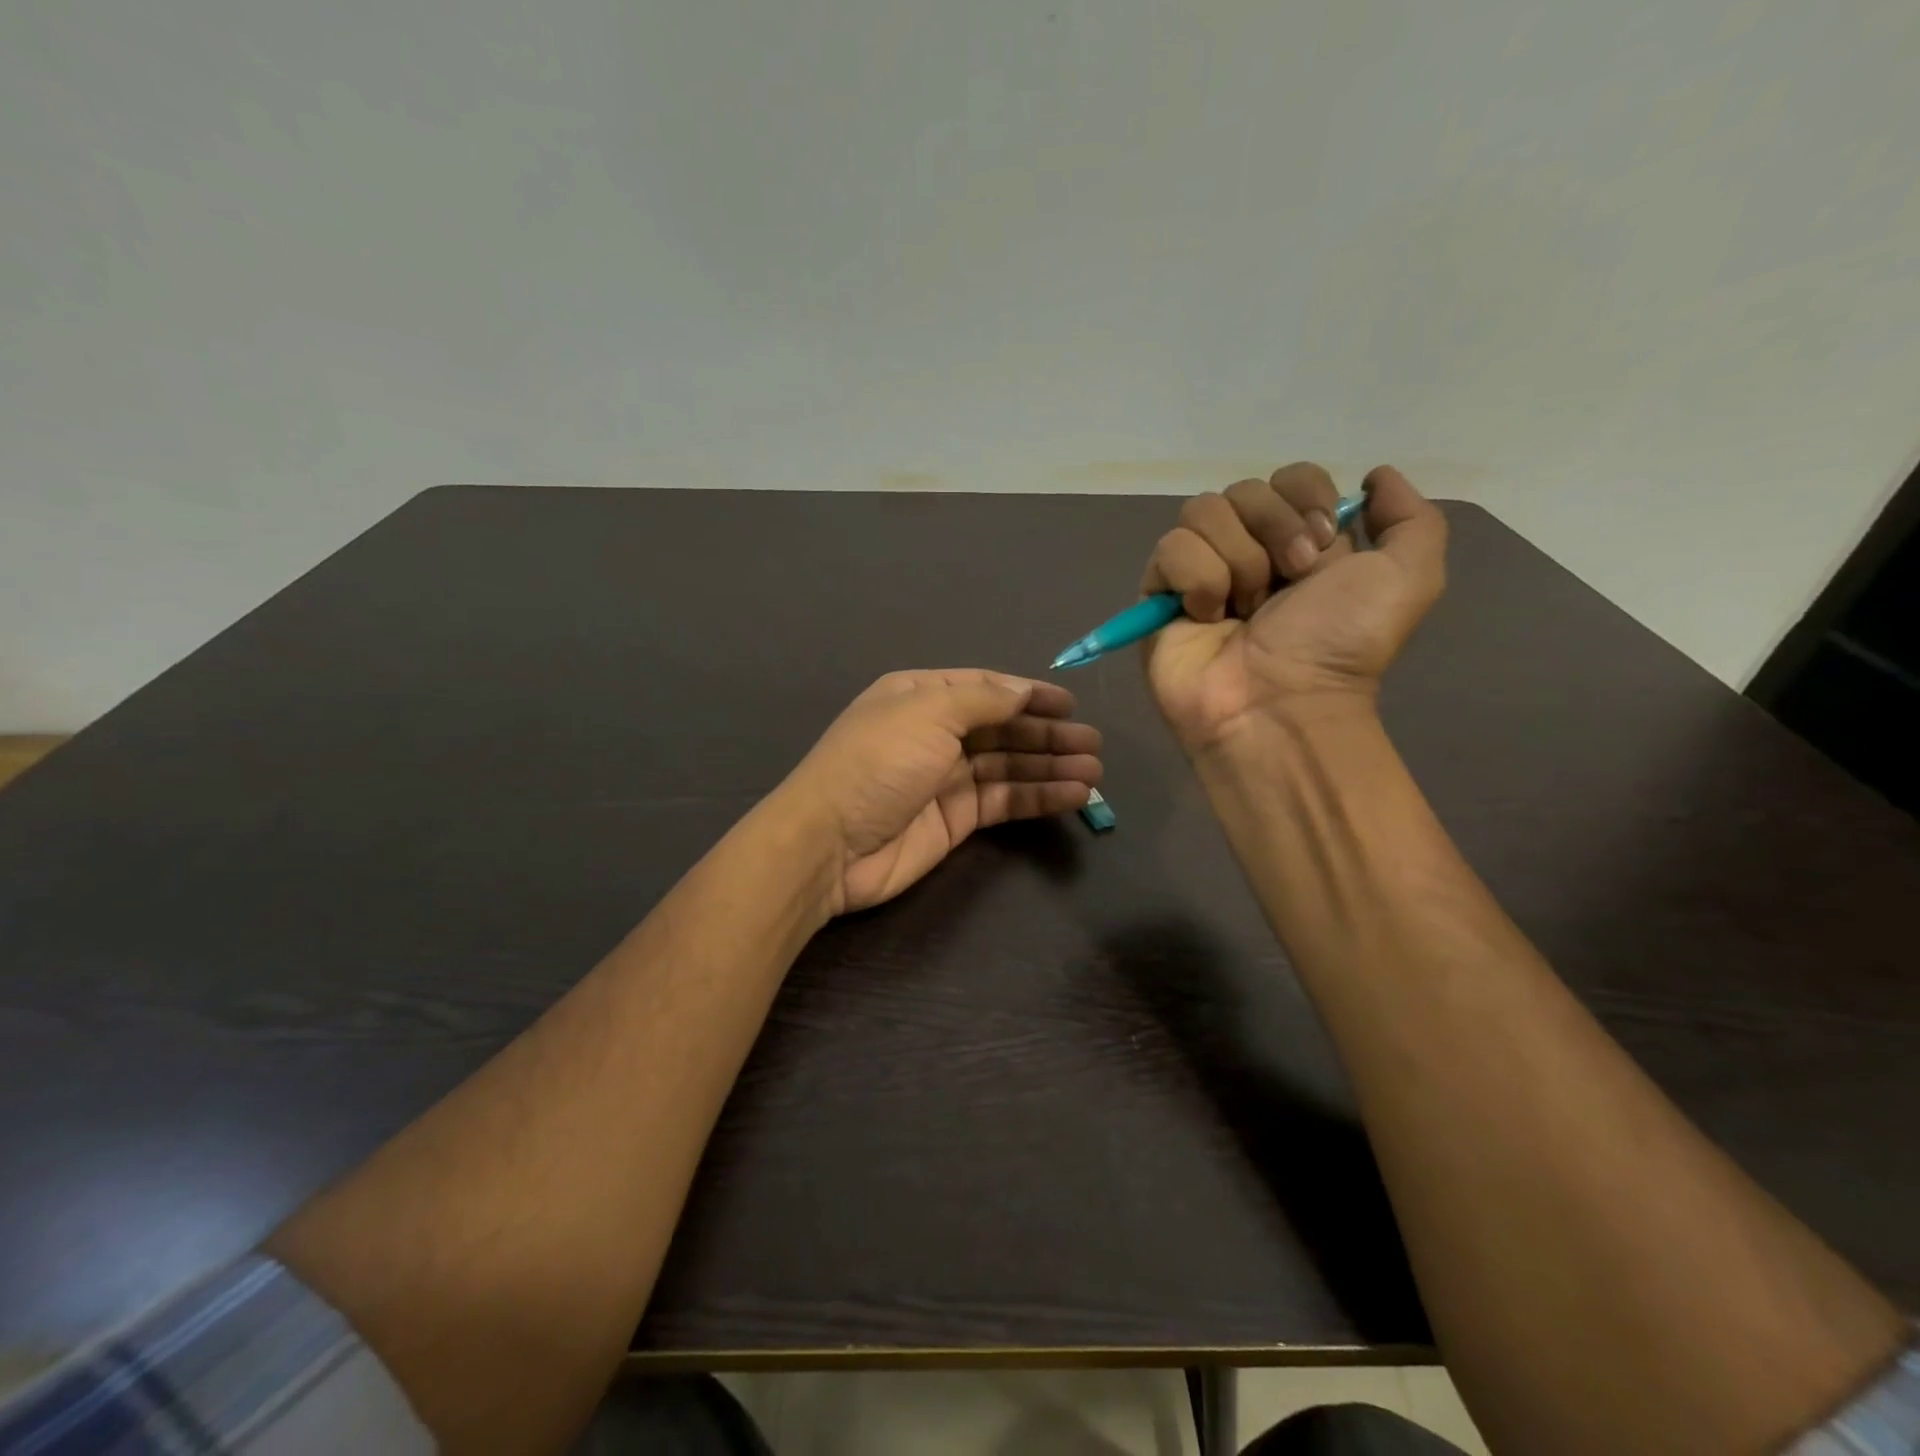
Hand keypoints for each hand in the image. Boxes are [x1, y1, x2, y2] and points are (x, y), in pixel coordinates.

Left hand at [775, 670, 1103, 914]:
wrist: (830, 844)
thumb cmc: (877, 763)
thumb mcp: (927, 712)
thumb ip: (982, 700)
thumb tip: (1022, 690)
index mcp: (920, 696)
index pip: (985, 689)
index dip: (1028, 694)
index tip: (1070, 704)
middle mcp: (935, 733)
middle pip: (1002, 728)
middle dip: (1047, 734)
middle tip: (1094, 744)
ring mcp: (945, 778)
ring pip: (1009, 766)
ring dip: (1051, 766)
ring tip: (1094, 771)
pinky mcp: (955, 819)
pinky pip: (1004, 801)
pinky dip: (1038, 797)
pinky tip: (1074, 795)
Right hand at [1141, 463, 1447, 751]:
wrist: (1279, 703)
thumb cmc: (1339, 645)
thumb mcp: (1410, 578)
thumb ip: (1411, 518)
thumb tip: (1375, 476)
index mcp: (1301, 541)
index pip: (1290, 476)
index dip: (1305, 497)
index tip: (1322, 544)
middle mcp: (1249, 550)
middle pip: (1245, 489)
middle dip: (1273, 531)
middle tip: (1287, 584)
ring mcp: (1200, 571)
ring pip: (1202, 511)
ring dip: (1236, 560)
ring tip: (1245, 609)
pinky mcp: (1159, 593)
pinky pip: (1170, 548)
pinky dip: (1197, 580)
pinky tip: (1207, 617)